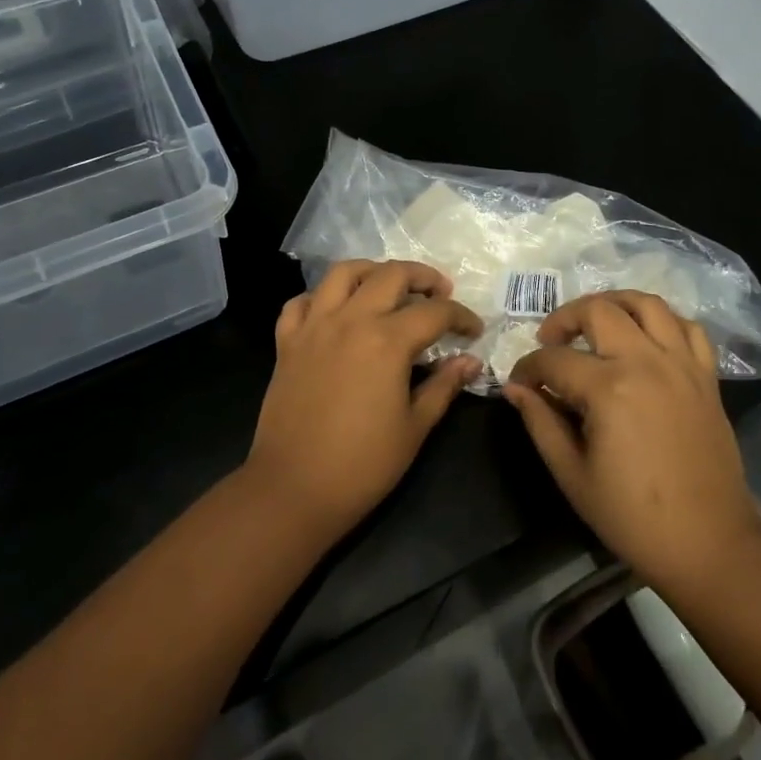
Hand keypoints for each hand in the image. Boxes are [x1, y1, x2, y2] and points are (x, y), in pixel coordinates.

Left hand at [246, 260, 483, 540]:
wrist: (294, 488)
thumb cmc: (363, 465)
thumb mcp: (415, 427)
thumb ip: (444, 386)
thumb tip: (470, 361)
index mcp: (387, 341)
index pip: (434, 312)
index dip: (461, 316)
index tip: (473, 330)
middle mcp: (350, 320)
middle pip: (390, 275)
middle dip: (422, 277)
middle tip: (439, 292)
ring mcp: (314, 327)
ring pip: (342, 273)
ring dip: (371, 271)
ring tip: (387, 285)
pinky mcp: (287, 342)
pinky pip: (301, 302)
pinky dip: (320, 297)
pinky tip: (335, 311)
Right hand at [503, 292, 760, 598]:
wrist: (710, 545)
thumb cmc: (633, 517)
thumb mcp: (572, 474)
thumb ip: (540, 422)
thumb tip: (515, 388)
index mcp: (609, 389)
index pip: (555, 359)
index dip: (528, 368)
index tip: (520, 383)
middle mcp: (647, 362)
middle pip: (598, 311)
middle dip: (564, 319)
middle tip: (550, 341)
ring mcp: (682, 365)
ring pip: (647, 304)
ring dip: (614, 303)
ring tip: (595, 322)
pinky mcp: (706, 377)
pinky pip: (688, 328)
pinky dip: (663, 322)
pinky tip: (645, 338)